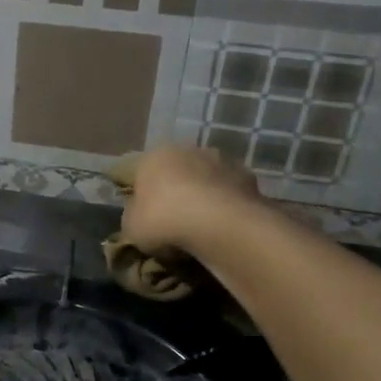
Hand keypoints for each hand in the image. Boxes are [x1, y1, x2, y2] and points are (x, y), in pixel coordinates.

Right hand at [114, 145, 264, 255]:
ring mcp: (222, 162)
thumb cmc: (164, 219)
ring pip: (207, 181)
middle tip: (174, 222)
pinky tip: (224, 229)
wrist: (220, 225)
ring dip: (204, 198)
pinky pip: (230, 196)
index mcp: (154, 155)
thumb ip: (133, 215)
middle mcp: (188, 150)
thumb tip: (140, 214)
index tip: (146, 216)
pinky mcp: (250, 180)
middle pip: (177, 172)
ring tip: (202, 228)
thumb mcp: (131, 226)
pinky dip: (227, 209)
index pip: (142, 172)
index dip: (142, 195)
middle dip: (176, 192)